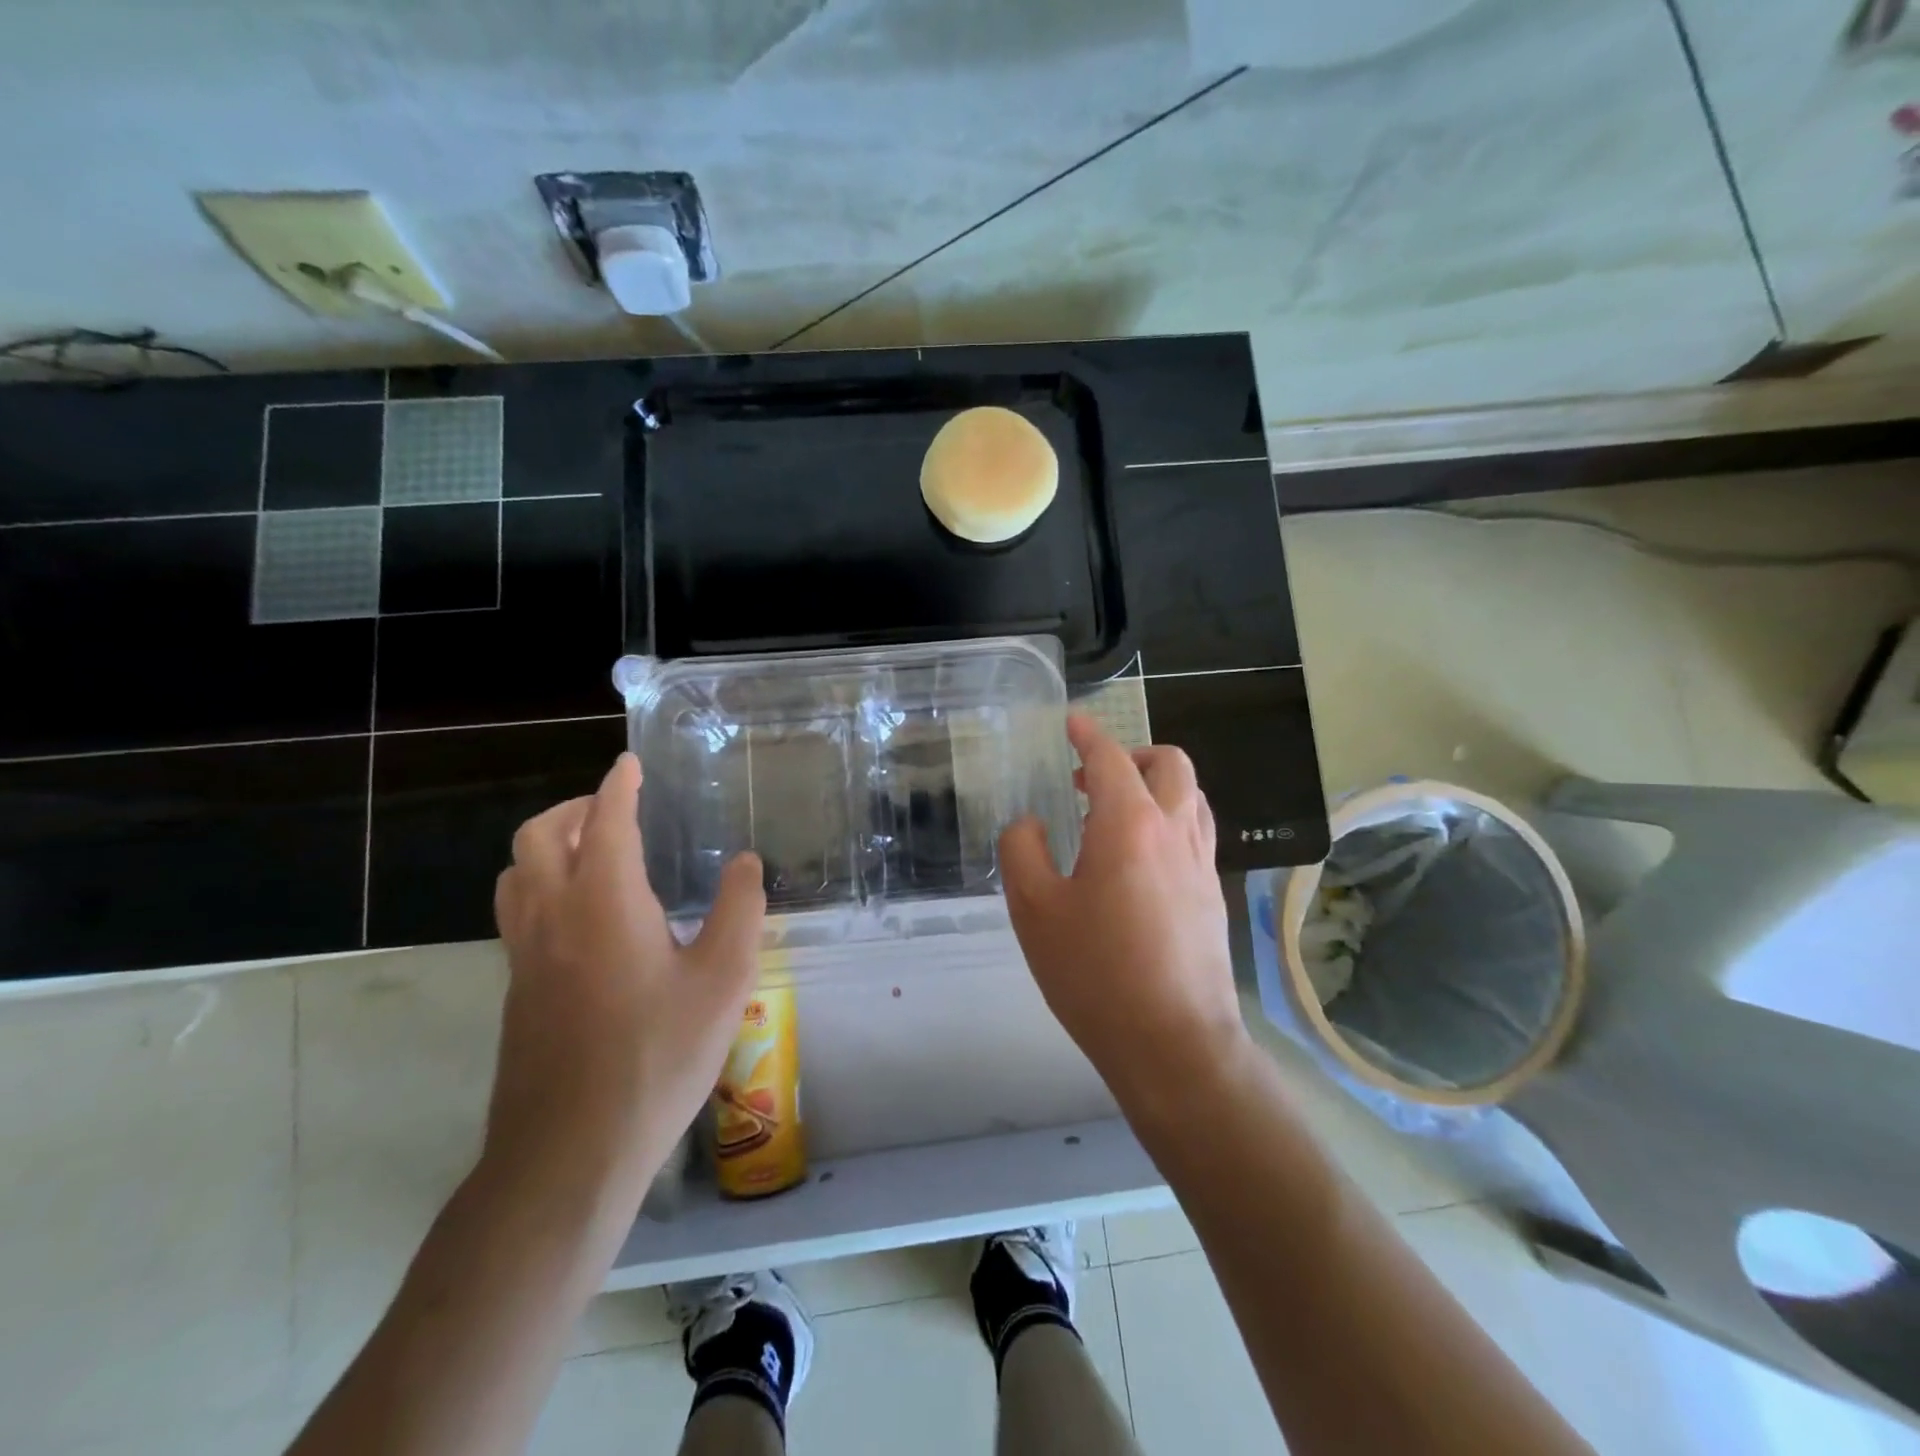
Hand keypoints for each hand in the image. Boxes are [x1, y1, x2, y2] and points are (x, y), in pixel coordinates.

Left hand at [490, 753, 765, 1212]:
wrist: (570, 1152)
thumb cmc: (657, 1057)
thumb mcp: (723, 980)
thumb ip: (739, 910)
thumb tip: (746, 862)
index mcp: (604, 902)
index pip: (607, 821)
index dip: (620, 786)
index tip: (630, 764)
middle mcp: (553, 915)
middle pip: (541, 836)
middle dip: (576, 808)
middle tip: (615, 809)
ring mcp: (525, 955)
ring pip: (518, 873)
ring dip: (551, 845)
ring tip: (594, 853)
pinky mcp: (517, 990)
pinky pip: (518, 910)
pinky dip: (542, 883)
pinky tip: (584, 917)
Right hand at [998, 715, 1248, 1109]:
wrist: (1174, 1044)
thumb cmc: (1095, 973)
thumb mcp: (1034, 909)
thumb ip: (1022, 850)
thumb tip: (1030, 823)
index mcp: (1129, 824)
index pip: (1111, 758)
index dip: (1088, 734)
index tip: (1072, 722)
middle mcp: (1175, 831)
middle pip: (1169, 763)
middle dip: (1131, 754)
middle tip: (1091, 778)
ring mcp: (1201, 863)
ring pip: (1190, 795)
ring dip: (1156, 785)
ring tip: (1116, 813)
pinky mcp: (1212, 895)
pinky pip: (1195, 831)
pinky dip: (1169, 818)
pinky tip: (1139, 858)